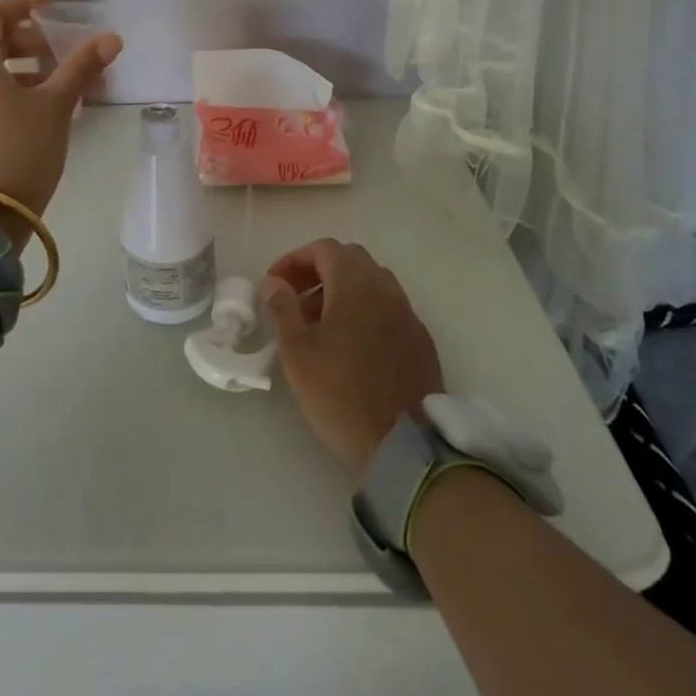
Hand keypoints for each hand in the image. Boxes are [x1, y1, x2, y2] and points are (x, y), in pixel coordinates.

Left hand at [0, 0, 121, 231]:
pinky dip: (12, 93)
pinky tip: (44, 112)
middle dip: (31, 42)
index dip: (24, 4)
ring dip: (26, 70)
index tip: (53, 6)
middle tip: (64, 51)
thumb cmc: (18, 148)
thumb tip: (112, 39)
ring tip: (63, 85)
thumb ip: (81, 67)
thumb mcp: (55, 105)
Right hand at [261, 240, 443, 480]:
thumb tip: (274, 282)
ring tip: (320, 323)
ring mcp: (408, 314)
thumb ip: (283, 309)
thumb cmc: (341, 394)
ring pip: (373, 283)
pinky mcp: (421, 340)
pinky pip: (390, 308)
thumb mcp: (298, 353)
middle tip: (296, 298)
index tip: (276, 284)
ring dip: (343, 290)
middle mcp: (386, 289)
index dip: (295, 259)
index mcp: (355, 285)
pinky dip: (366, 311)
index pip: (324, 249)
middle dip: (319, 270)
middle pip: (351, 260)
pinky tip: (353, 345)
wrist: (404, 446)